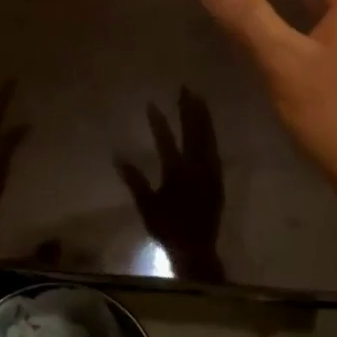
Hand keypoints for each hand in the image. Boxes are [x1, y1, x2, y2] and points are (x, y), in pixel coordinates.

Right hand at [116, 88, 225, 281]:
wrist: (197, 248)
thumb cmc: (168, 229)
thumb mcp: (147, 206)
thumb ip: (135, 181)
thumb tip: (119, 157)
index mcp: (177, 173)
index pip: (166, 140)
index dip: (158, 121)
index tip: (152, 103)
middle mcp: (197, 168)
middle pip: (194, 132)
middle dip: (189, 109)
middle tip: (186, 88)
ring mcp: (210, 172)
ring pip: (208, 138)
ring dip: (204, 118)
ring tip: (199, 100)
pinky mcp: (218, 179)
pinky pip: (215, 150)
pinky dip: (210, 135)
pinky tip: (208, 129)